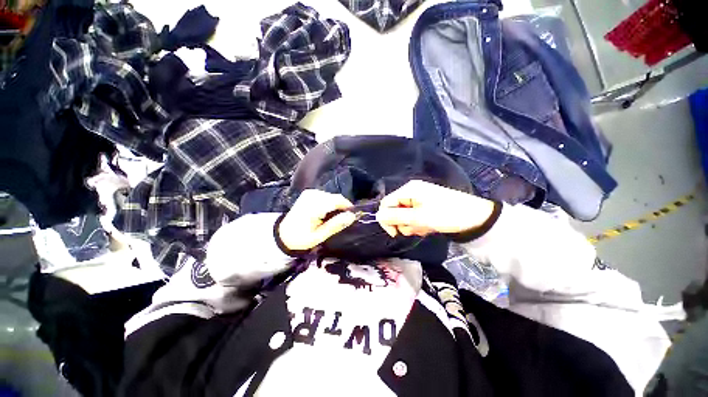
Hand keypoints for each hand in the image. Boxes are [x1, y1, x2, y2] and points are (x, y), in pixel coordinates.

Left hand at [278, 190, 356, 250]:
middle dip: (341, 208)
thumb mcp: (319, 236)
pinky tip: (325, 214)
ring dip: (335, 206)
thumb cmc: (301, 238)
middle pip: (336, 198)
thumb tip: (352, 216)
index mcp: (313, 206)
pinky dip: (329, 204)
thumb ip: (335, 225)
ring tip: (332, 219)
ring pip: (332, 196)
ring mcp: (310, 193)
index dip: (348, 207)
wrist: (283, 234)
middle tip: (341, 221)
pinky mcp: (309, 193)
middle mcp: (312, 195)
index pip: (337, 200)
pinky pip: (326, 196)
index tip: (352, 217)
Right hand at [376, 180, 494, 236]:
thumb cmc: (446, 215)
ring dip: (411, 224)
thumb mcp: (419, 218)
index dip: (387, 218)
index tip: (396, 233)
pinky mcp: (425, 205)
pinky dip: (418, 223)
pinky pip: (413, 215)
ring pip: (404, 214)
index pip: (386, 203)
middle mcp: (411, 191)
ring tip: (425, 227)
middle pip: (394, 209)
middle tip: (416, 228)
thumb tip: (377, 216)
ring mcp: (419, 198)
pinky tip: (428, 226)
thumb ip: (396, 216)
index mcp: (408, 189)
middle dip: (402, 222)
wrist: (476, 218)